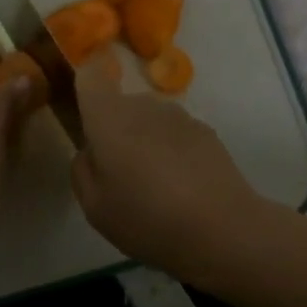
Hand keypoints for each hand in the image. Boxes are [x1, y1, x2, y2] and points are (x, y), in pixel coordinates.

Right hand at [69, 53, 261, 273]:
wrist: (223, 229)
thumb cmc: (147, 218)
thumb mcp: (94, 207)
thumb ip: (83, 170)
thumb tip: (90, 151)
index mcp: (109, 117)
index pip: (90, 76)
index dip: (84, 85)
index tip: (85, 113)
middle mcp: (143, 105)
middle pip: (120, 104)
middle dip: (115, 130)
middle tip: (120, 175)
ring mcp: (179, 115)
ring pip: (149, 120)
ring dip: (145, 141)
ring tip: (155, 186)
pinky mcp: (207, 131)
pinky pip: (176, 134)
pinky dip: (173, 151)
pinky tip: (183, 188)